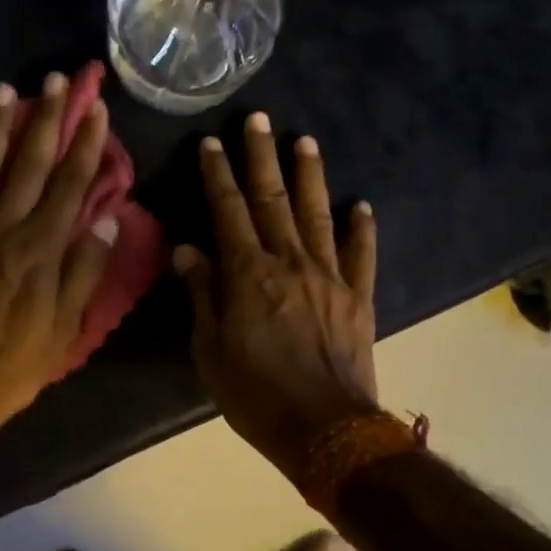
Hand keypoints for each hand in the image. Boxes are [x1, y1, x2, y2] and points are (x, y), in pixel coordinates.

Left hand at [0, 73, 119, 454]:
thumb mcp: (65, 329)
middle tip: (56, 81)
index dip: (84, 145)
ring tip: (4, 91)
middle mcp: (1, 231)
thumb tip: (107, 219)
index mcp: (39, 251)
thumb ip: (84, 271)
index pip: (68, 186)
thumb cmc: (13, 364)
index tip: (96, 111)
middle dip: (45, 120)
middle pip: (27, 165)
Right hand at [174, 113, 379, 485]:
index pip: (228, 212)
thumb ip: (203, 295)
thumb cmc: (256, 394)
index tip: (211, 143)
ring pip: (318, 214)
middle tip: (260, 119)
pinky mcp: (359, 297)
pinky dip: (362, 228)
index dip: (218, 175)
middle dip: (262, 157)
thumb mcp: (211, 350)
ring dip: (310, 176)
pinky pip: (362, 255)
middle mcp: (290, 262)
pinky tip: (362, 205)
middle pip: (273, 199)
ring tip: (305, 141)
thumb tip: (188, 250)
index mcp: (249, 274)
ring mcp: (329, 277)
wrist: (325, 430)